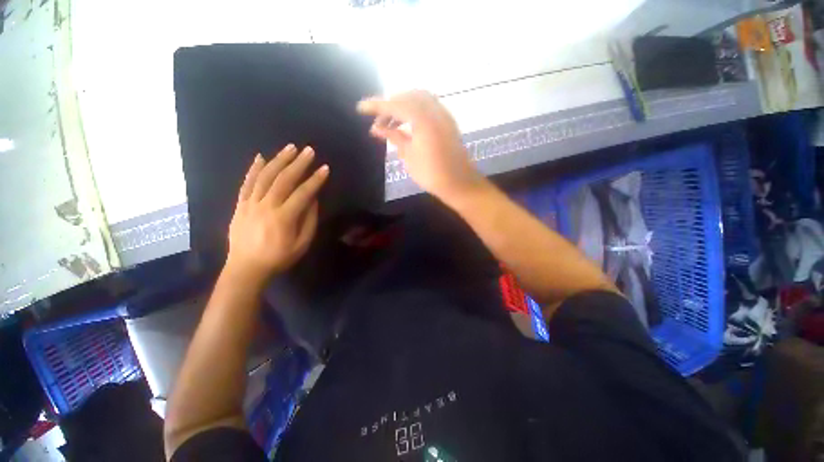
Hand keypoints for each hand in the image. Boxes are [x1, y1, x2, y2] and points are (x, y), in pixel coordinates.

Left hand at [225, 144, 328, 286]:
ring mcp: (250, 204)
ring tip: (290, 148)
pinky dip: (254, 169)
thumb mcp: (302, 244)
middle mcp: (266, 206)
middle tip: (308, 151)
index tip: (325, 168)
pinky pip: (246, 183)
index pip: (303, 193)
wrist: (246, 268)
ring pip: (265, 177)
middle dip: (298, 163)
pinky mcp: (240, 205)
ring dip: (278, 160)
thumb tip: (313, 199)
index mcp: (284, 218)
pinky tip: (261, 157)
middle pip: (283, 180)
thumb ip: (309, 220)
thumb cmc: (279, 258)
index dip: (315, 180)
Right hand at [357, 90, 482, 201]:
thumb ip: (393, 137)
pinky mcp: (448, 122)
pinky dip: (415, 111)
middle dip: (390, 105)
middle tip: (379, 121)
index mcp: (423, 118)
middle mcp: (435, 110)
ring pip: (419, 100)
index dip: (376, 105)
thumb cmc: (431, 174)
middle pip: (408, 97)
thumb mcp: (409, 156)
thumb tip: (376, 128)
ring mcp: (443, 115)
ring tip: (391, 123)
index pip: (395, 105)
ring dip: (403, 107)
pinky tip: (408, 125)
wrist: (459, 183)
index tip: (360, 108)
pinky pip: (428, 107)